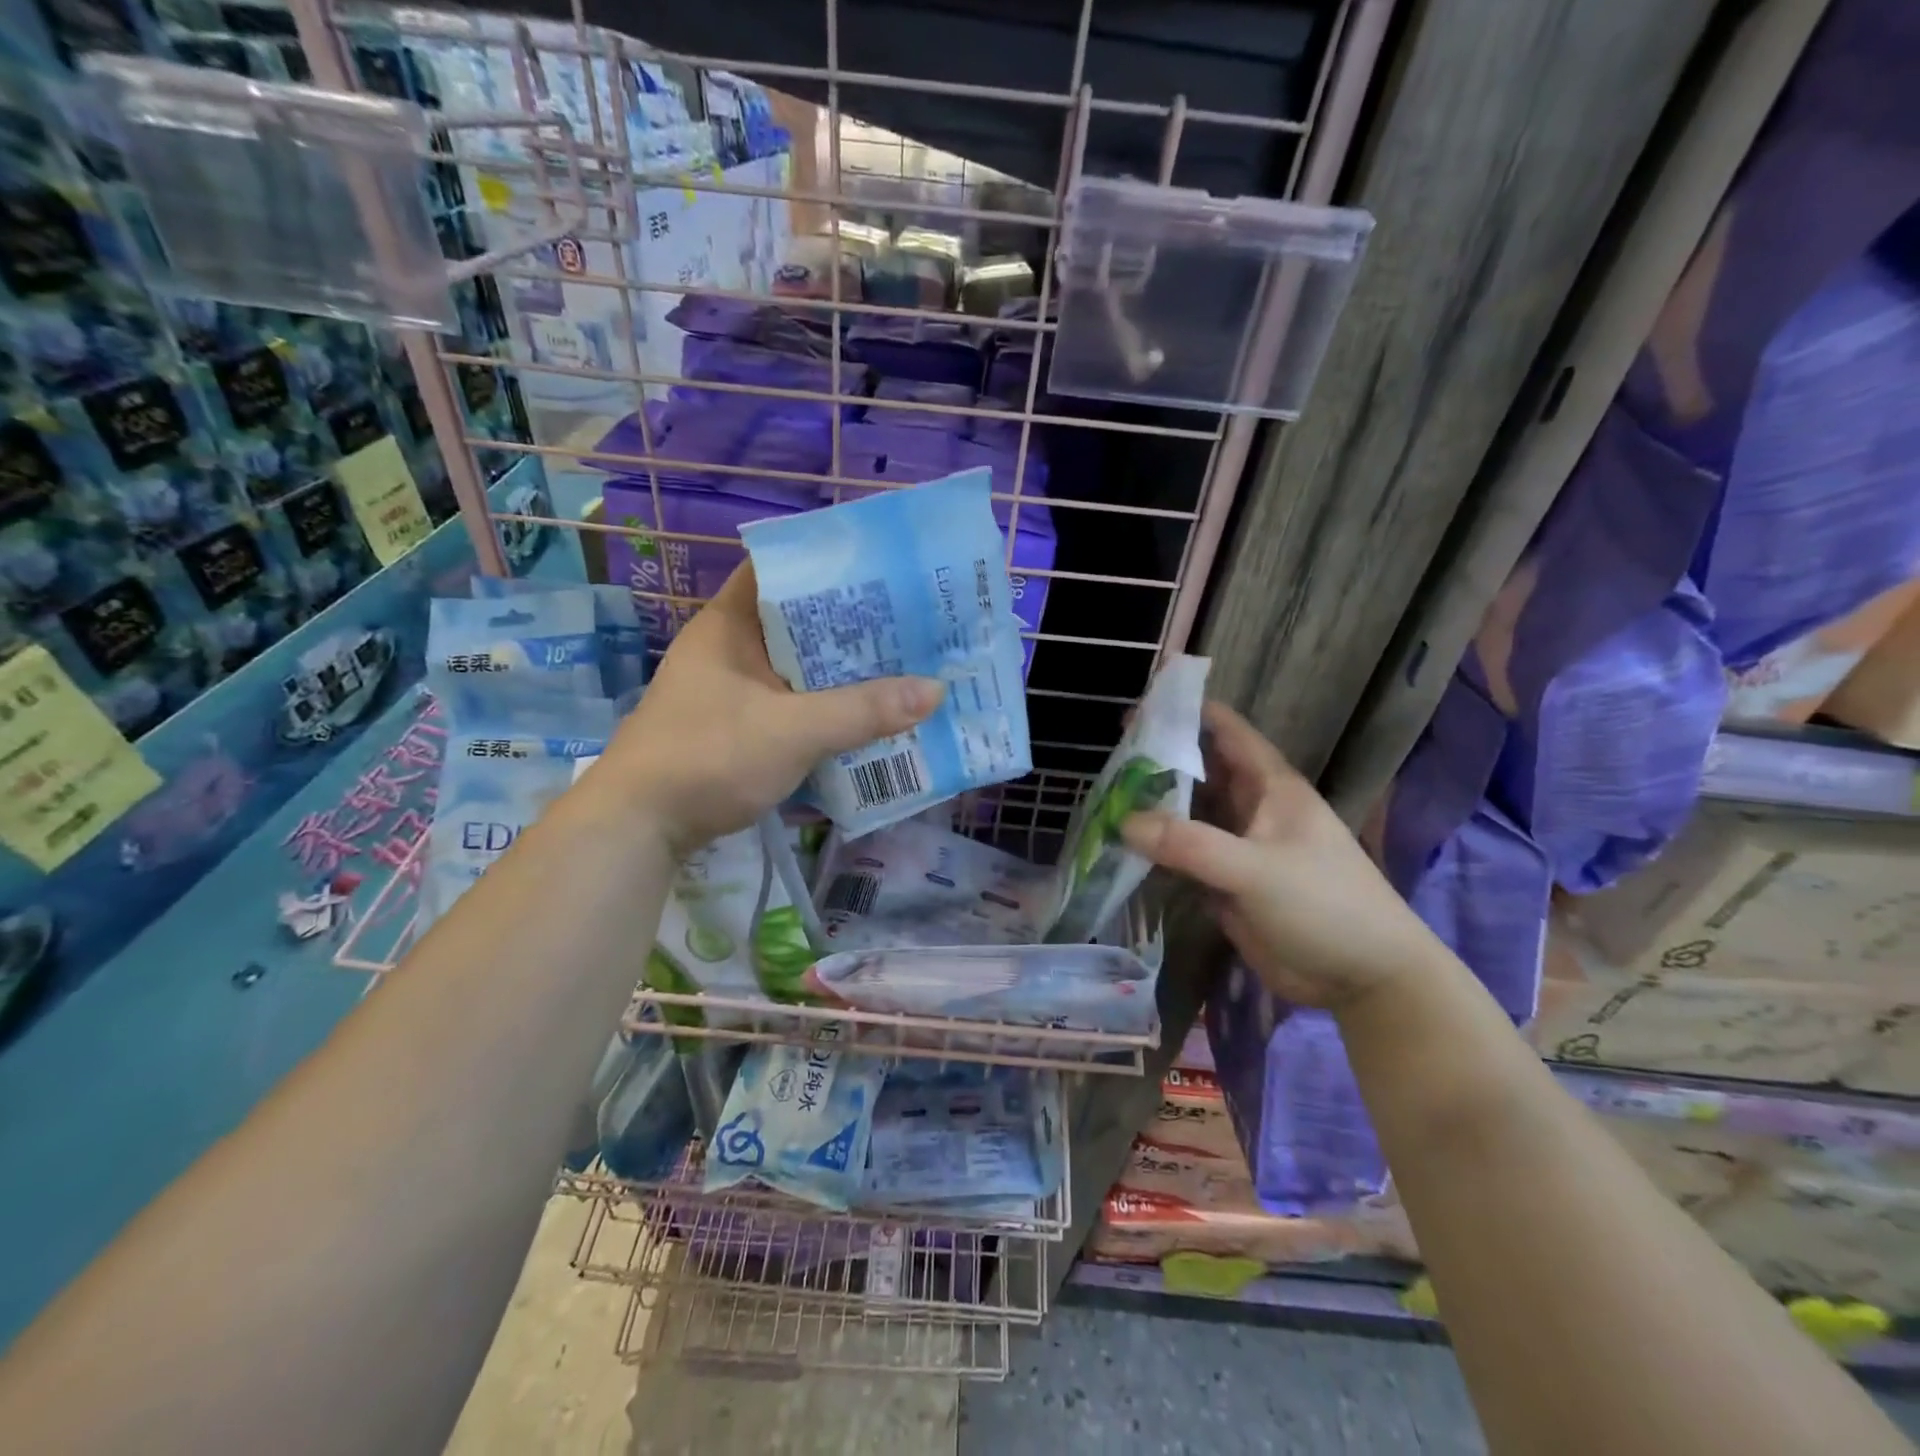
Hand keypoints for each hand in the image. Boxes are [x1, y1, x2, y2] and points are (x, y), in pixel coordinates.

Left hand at [597, 564, 944, 855]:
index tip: (883, 570)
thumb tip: (935, 690)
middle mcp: (730, 648)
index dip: (830, 565)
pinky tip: (865, 713)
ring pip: (798, 666)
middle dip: (851, 623)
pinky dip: (825, 704)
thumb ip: (863, 711)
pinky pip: (792, 701)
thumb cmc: (708, 758)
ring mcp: (731, 688)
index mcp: (730, 624)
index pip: (782, 570)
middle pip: (798, 621)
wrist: (638, 827)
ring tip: (902, 662)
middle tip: (910, 621)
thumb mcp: (793, 731)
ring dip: (841, 669)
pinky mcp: (737, 725)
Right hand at [1120, 702, 1434, 1010]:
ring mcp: (1236, 846)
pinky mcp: (1224, 883)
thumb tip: (1124, 821)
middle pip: (1197, 769)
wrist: (1364, 979)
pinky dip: (1154, 849)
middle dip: (1156, 758)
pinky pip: (1182, 855)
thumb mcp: (1257, 870)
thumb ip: (1191, 845)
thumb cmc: (1324, 906)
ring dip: (1151, 805)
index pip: (1224, 730)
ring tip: (1102, 795)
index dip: (1185, 711)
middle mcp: (1249, 808)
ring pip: (1186, 813)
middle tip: (1106, 755)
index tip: (1137, 706)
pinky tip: (1120, 845)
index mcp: (1269, 786)